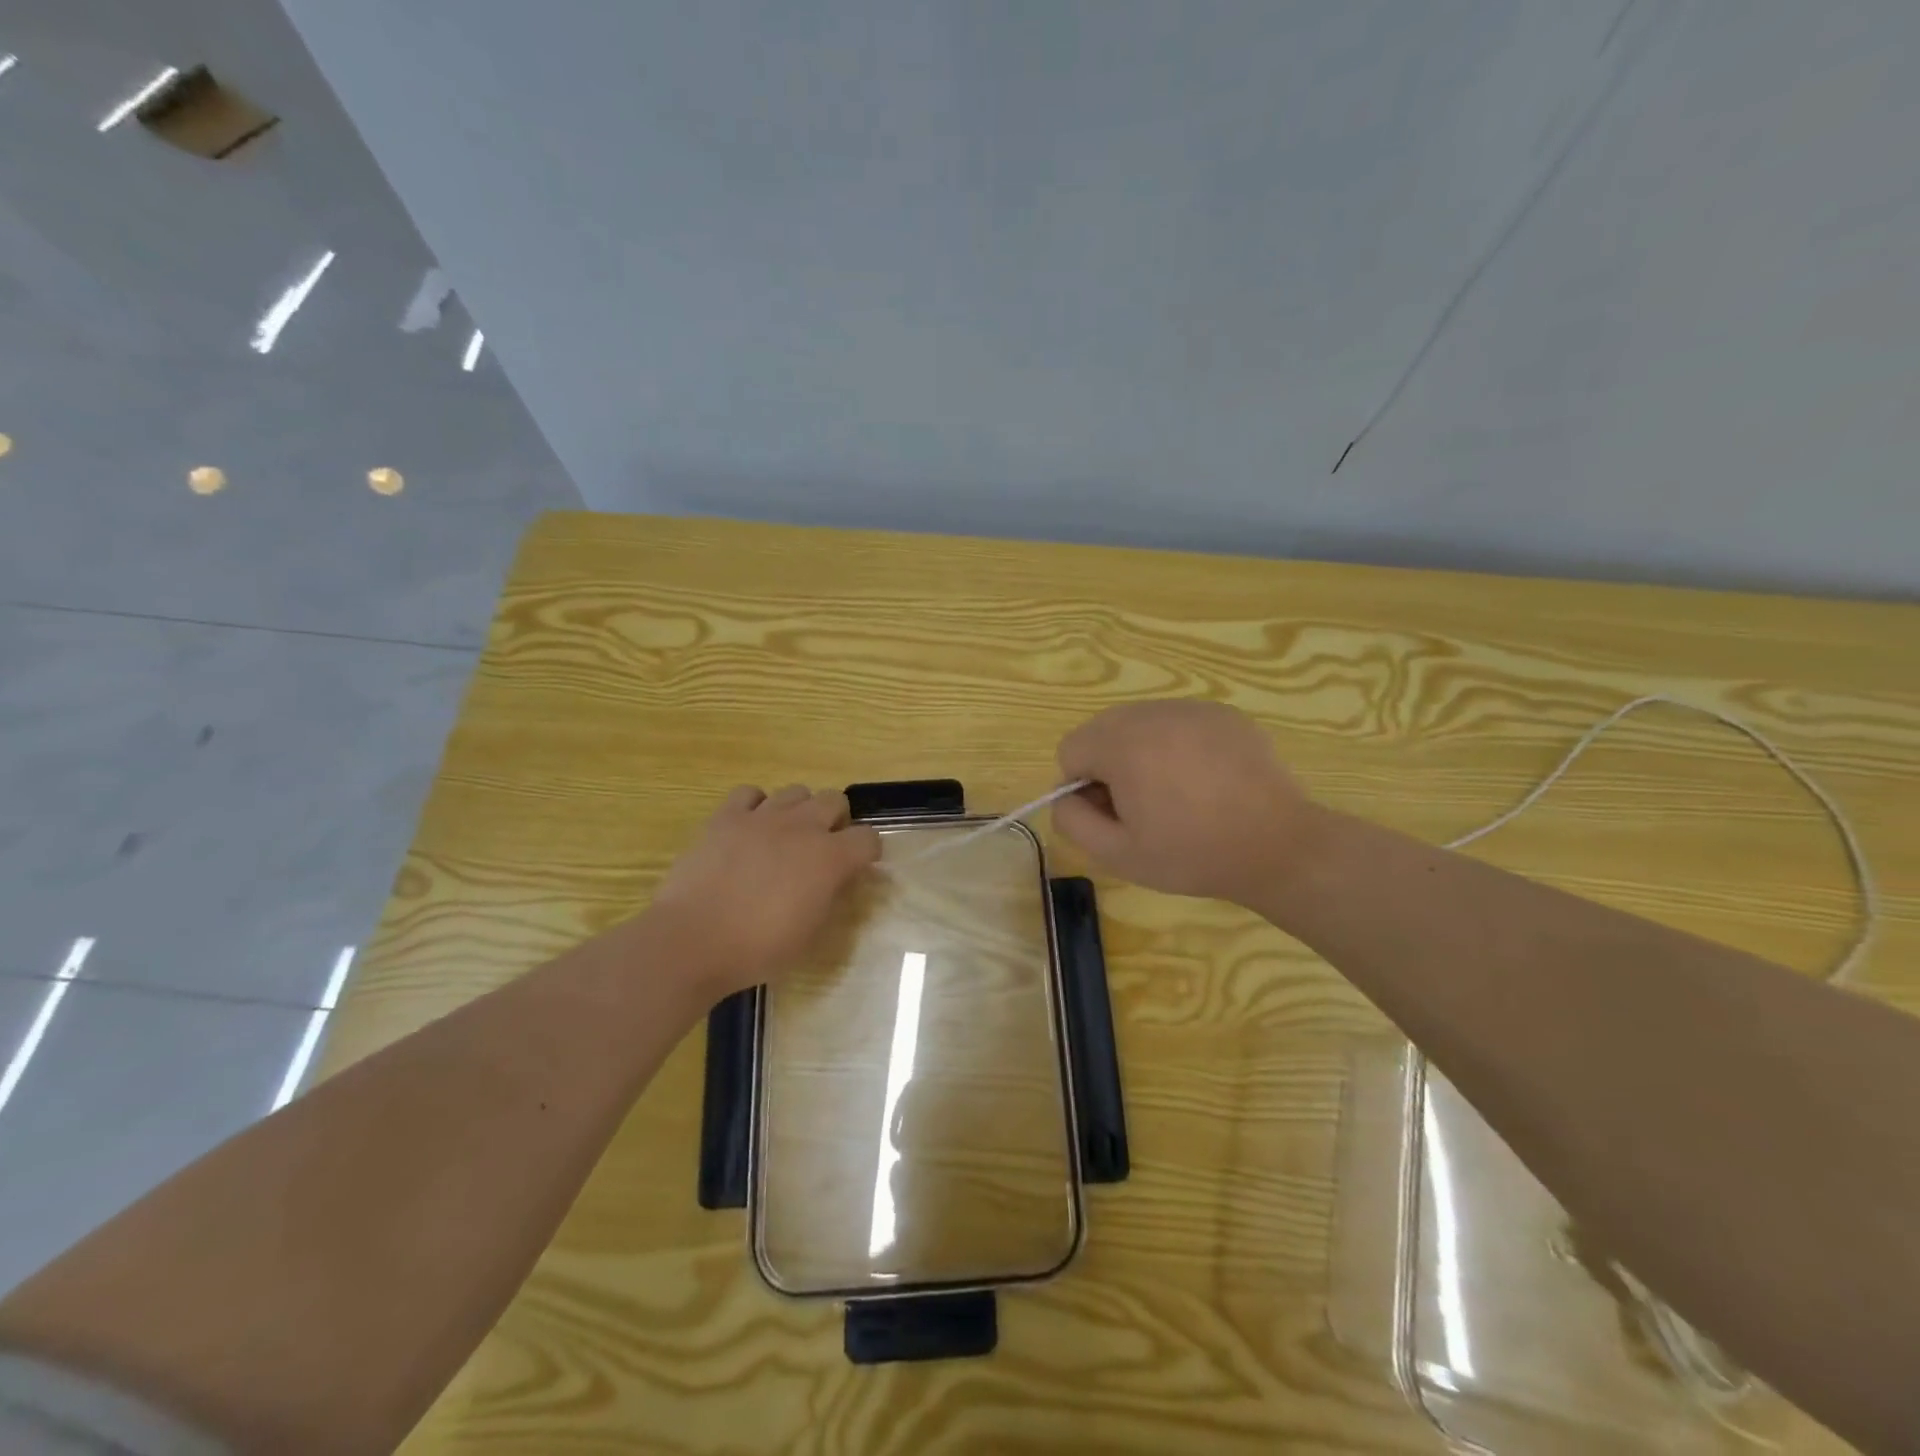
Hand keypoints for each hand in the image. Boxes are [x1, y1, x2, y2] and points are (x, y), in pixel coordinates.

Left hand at [646, 785, 881, 998]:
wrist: (694, 940)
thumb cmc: (759, 948)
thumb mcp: (811, 933)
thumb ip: (830, 896)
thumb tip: (838, 879)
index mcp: (830, 858)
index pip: (868, 838)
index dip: (867, 852)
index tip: (859, 866)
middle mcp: (802, 827)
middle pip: (835, 799)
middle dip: (836, 820)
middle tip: (822, 847)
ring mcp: (762, 817)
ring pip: (796, 791)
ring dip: (799, 810)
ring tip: (786, 835)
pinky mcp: (726, 816)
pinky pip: (750, 793)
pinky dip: (756, 806)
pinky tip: (750, 827)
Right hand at [1052, 700, 1317, 904]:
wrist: (1279, 846)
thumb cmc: (1193, 854)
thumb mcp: (1117, 854)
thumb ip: (1072, 821)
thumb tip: (1064, 796)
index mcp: (1122, 744)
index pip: (1071, 749)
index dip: (1082, 787)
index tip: (1115, 814)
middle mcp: (1152, 713)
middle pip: (1102, 730)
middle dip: (1109, 765)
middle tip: (1144, 806)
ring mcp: (1191, 708)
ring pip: (1139, 723)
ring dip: (1142, 753)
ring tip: (1178, 793)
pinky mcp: (1222, 713)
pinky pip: (1177, 722)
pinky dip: (1177, 745)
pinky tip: (1206, 781)